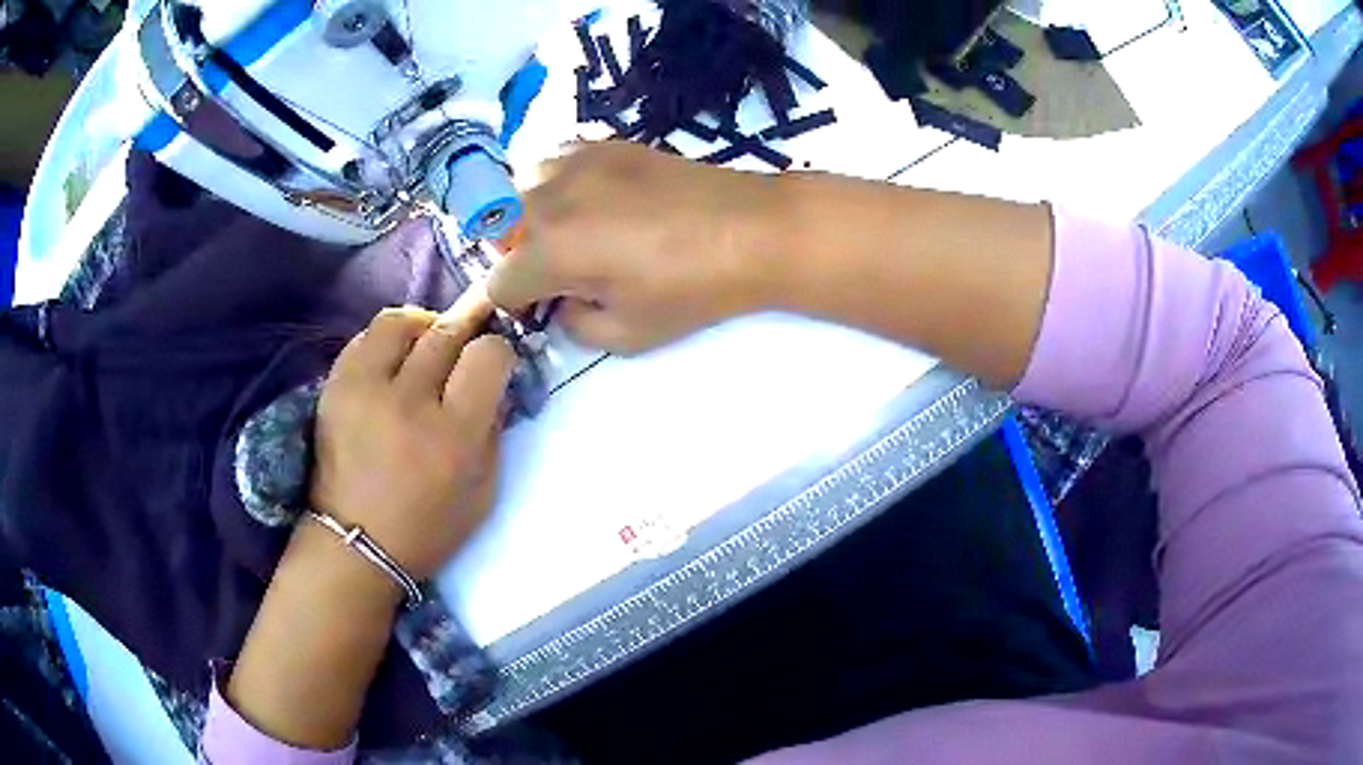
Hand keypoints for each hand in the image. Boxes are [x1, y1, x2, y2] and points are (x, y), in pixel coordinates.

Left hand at [308, 290, 516, 581]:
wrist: (355, 544)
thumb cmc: (427, 528)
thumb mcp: (483, 493)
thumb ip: (494, 431)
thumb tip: (495, 382)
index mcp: (453, 436)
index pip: (488, 355)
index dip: (497, 351)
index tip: (493, 364)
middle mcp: (409, 402)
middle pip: (447, 331)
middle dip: (465, 331)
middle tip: (466, 343)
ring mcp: (365, 389)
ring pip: (401, 321)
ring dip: (422, 326)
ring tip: (425, 345)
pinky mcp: (335, 385)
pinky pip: (365, 337)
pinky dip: (387, 341)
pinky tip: (393, 361)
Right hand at [489, 141, 786, 353]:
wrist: (751, 231)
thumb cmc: (692, 289)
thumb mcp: (627, 334)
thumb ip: (573, 325)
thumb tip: (561, 302)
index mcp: (551, 252)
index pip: (498, 284)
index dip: (517, 305)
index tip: (544, 308)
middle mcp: (550, 199)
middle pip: (501, 232)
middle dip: (522, 258)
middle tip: (565, 273)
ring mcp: (577, 162)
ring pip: (523, 190)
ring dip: (536, 216)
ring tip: (578, 232)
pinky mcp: (605, 144)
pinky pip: (558, 161)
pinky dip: (562, 183)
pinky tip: (596, 199)